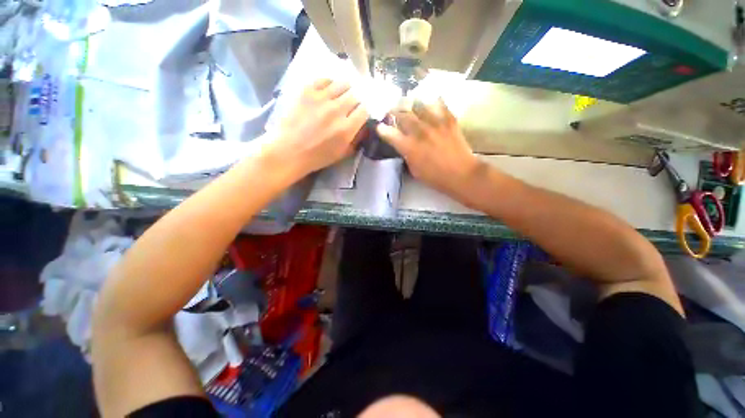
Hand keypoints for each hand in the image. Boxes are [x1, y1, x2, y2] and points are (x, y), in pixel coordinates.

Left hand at [271, 79, 368, 177]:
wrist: (289, 150)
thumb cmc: (317, 157)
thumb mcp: (342, 154)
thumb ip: (356, 140)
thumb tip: (364, 128)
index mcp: (347, 128)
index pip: (364, 110)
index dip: (364, 111)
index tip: (360, 114)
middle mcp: (337, 110)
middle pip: (355, 96)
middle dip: (356, 101)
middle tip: (350, 106)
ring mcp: (321, 98)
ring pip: (342, 84)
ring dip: (345, 90)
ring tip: (341, 96)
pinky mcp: (307, 91)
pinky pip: (324, 79)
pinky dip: (330, 84)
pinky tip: (328, 91)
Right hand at [377, 99, 481, 198]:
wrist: (461, 174)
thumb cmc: (435, 177)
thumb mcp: (414, 170)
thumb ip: (407, 155)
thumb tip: (404, 145)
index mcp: (408, 147)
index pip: (389, 133)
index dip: (382, 128)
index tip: (380, 127)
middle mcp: (419, 131)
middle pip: (402, 114)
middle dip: (395, 112)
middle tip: (394, 113)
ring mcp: (434, 123)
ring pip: (418, 104)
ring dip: (412, 105)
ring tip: (412, 106)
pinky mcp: (449, 119)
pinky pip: (439, 103)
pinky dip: (433, 102)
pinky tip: (431, 103)